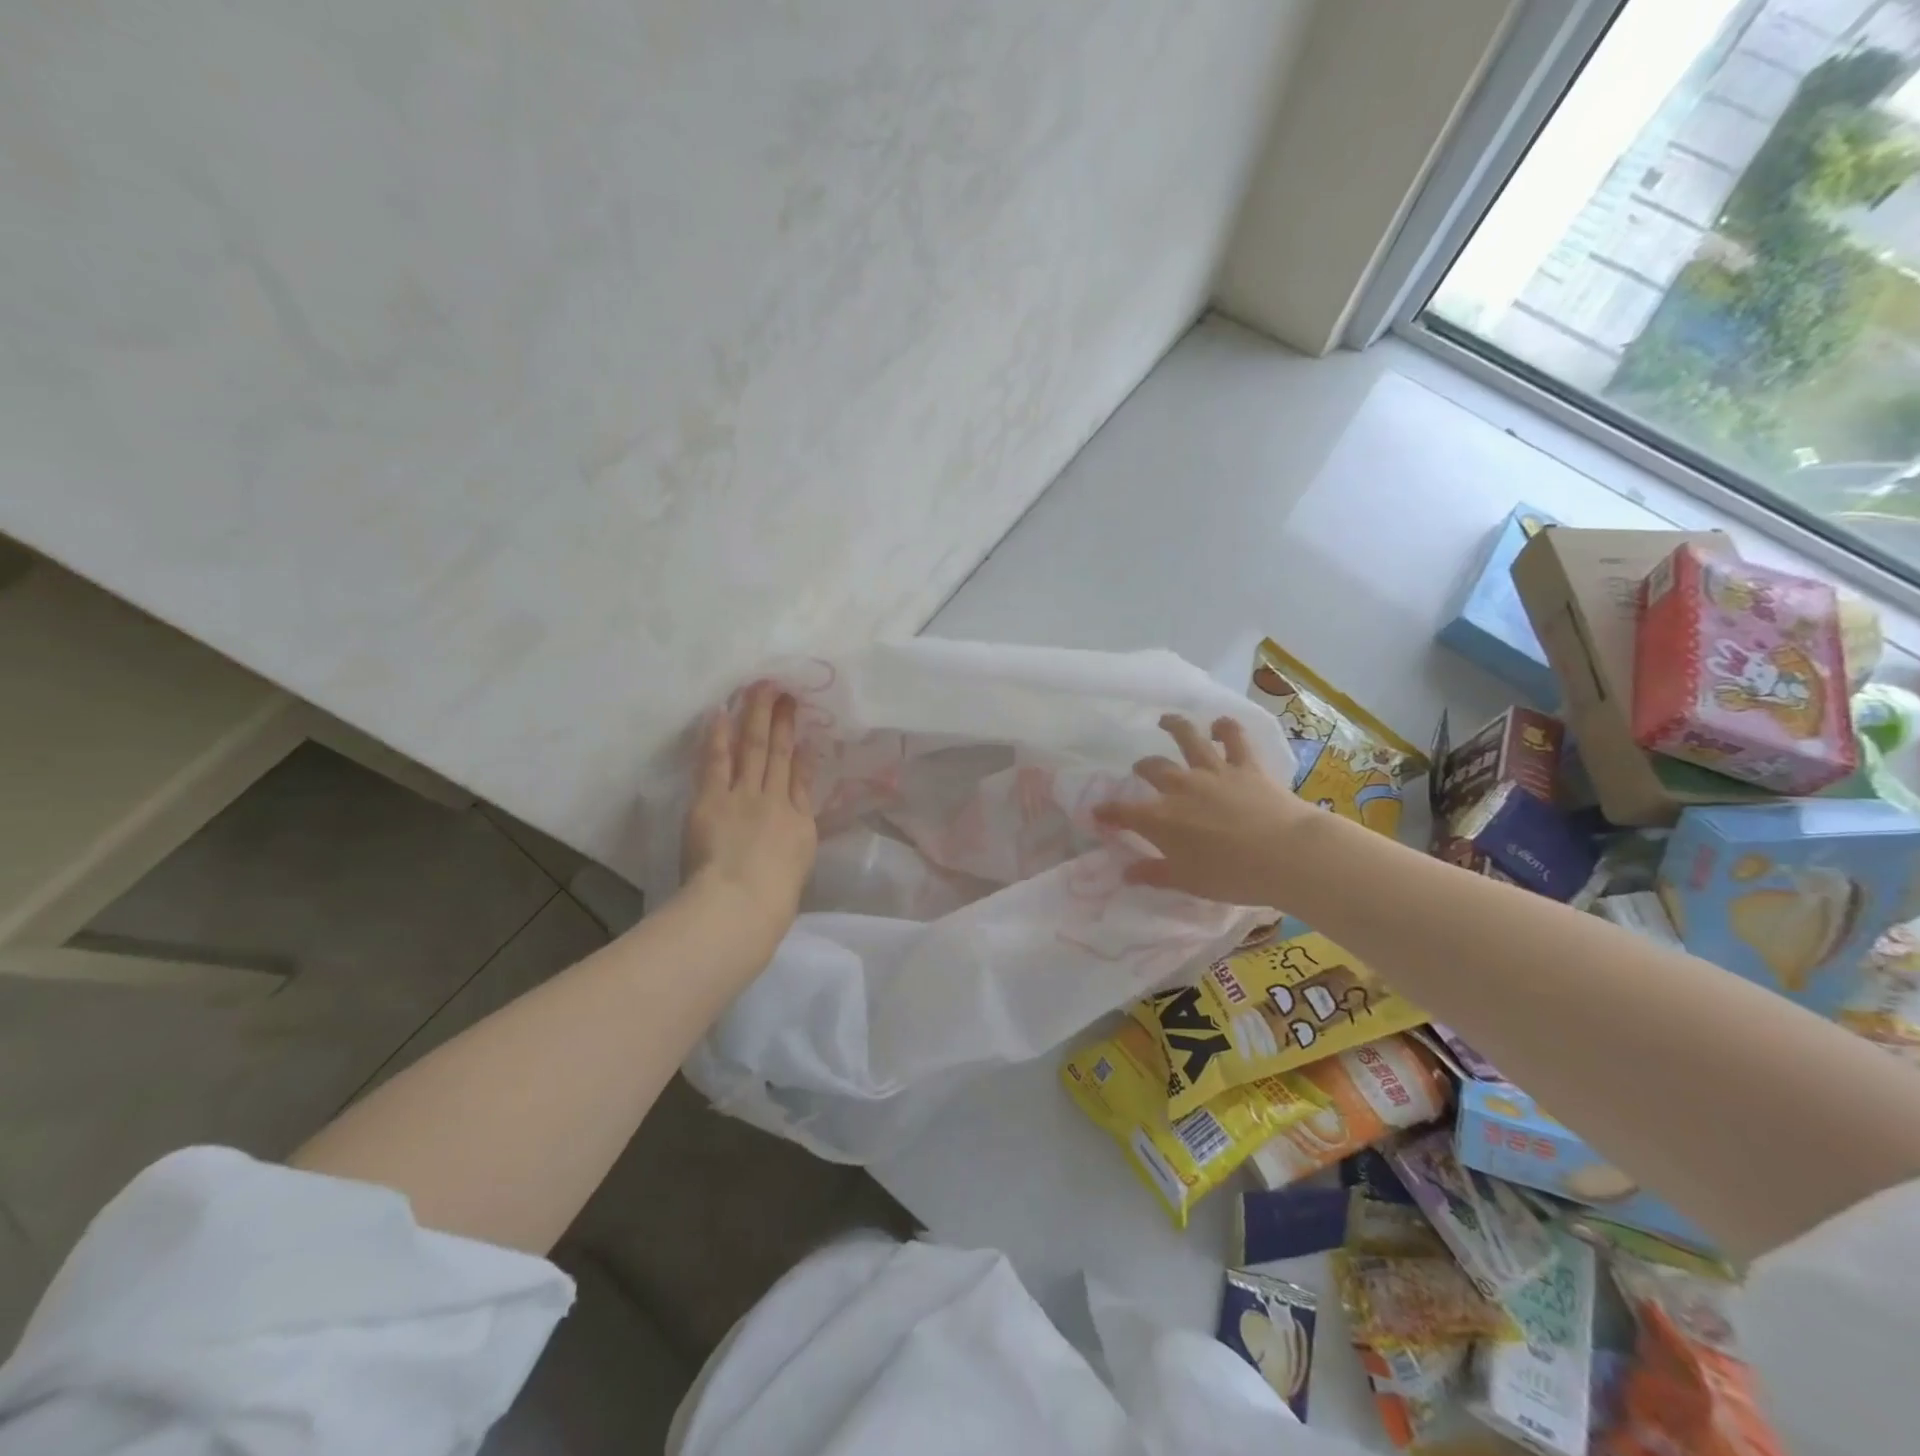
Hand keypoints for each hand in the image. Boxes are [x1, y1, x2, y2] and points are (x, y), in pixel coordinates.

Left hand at [682, 682, 818, 934]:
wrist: (742, 904)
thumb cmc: (771, 903)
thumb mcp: (796, 871)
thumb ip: (794, 845)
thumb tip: (793, 828)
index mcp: (799, 825)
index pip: (801, 782)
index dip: (803, 754)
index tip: (806, 734)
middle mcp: (776, 802)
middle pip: (780, 755)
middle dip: (783, 722)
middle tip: (784, 691)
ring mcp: (745, 797)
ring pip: (754, 748)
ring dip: (757, 716)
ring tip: (760, 688)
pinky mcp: (713, 799)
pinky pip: (717, 761)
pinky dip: (719, 736)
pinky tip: (721, 712)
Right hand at [1093, 714, 1312, 906]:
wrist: (1285, 854)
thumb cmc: (1232, 876)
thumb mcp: (1187, 882)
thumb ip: (1155, 874)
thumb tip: (1127, 873)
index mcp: (1160, 819)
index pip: (1123, 812)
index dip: (1107, 812)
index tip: (1097, 813)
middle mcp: (1180, 787)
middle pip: (1153, 768)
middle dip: (1142, 768)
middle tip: (1140, 769)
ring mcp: (1213, 772)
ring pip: (1188, 739)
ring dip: (1175, 727)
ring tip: (1166, 720)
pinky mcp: (1246, 766)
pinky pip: (1234, 738)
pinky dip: (1226, 728)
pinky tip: (1220, 724)